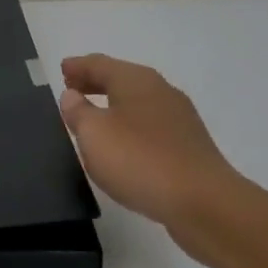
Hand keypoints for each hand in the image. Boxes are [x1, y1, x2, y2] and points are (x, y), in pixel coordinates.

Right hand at [59, 54, 243, 235]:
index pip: (100, 64)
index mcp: (135, 80)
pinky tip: (123, 144)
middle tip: (72, 89)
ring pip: (137, 102)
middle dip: (95, 82)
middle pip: (121, 79)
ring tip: (93, 117)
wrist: (204, 204)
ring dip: (113, 105)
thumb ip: (78, 112)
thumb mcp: (94, 135)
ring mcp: (179, 118)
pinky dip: (130, 125)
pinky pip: (150, 125)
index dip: (78, 66)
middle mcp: (160, 90)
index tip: (62, 69)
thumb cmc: (140, 160)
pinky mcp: (188, 145)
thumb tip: (72, 95)